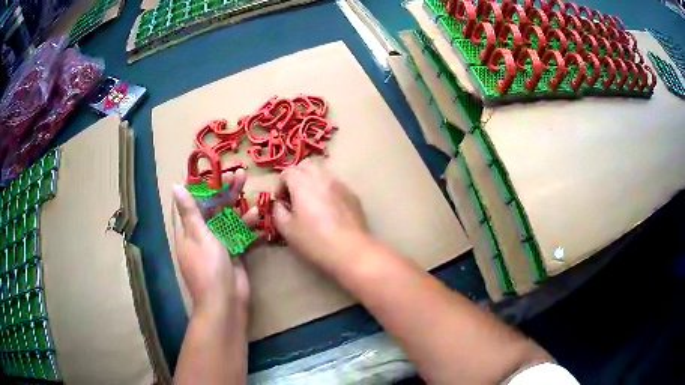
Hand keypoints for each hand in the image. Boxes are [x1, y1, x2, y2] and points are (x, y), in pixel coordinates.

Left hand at [172, 169, 257, 310]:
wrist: (226, 301)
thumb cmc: (208, 267)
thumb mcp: (198, 235)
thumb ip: (189, 211)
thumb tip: (175, 186)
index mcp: (187, 231)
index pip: (188, 203)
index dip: (195, 186)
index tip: (207, 169)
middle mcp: (200, 235)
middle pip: (211, 207)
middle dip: (223, 189)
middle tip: (237, 172)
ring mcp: (217, 244)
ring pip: (226, 217)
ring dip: (236, 201)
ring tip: (247, 182)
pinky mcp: (232, 252)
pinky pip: (238, 233)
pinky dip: (246, 224)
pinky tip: (257, 213)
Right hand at [273, 160, 370, 272]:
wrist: (351, 251)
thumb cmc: (315, 241)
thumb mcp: (287, 230)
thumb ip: (278, 211)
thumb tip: (280, 204)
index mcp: (303, 184)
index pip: (287, 172)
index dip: (280, 185)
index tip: (281, 202)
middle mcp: (322, 178)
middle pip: (306, 165)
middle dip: (296, 177)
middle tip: (294, 196)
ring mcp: (340, 185)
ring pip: (322, 173)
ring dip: (312, 182)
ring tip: (311, 202)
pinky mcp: (353, 195)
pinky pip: (336, 184)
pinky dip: (327, 190)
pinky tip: (328, 210)